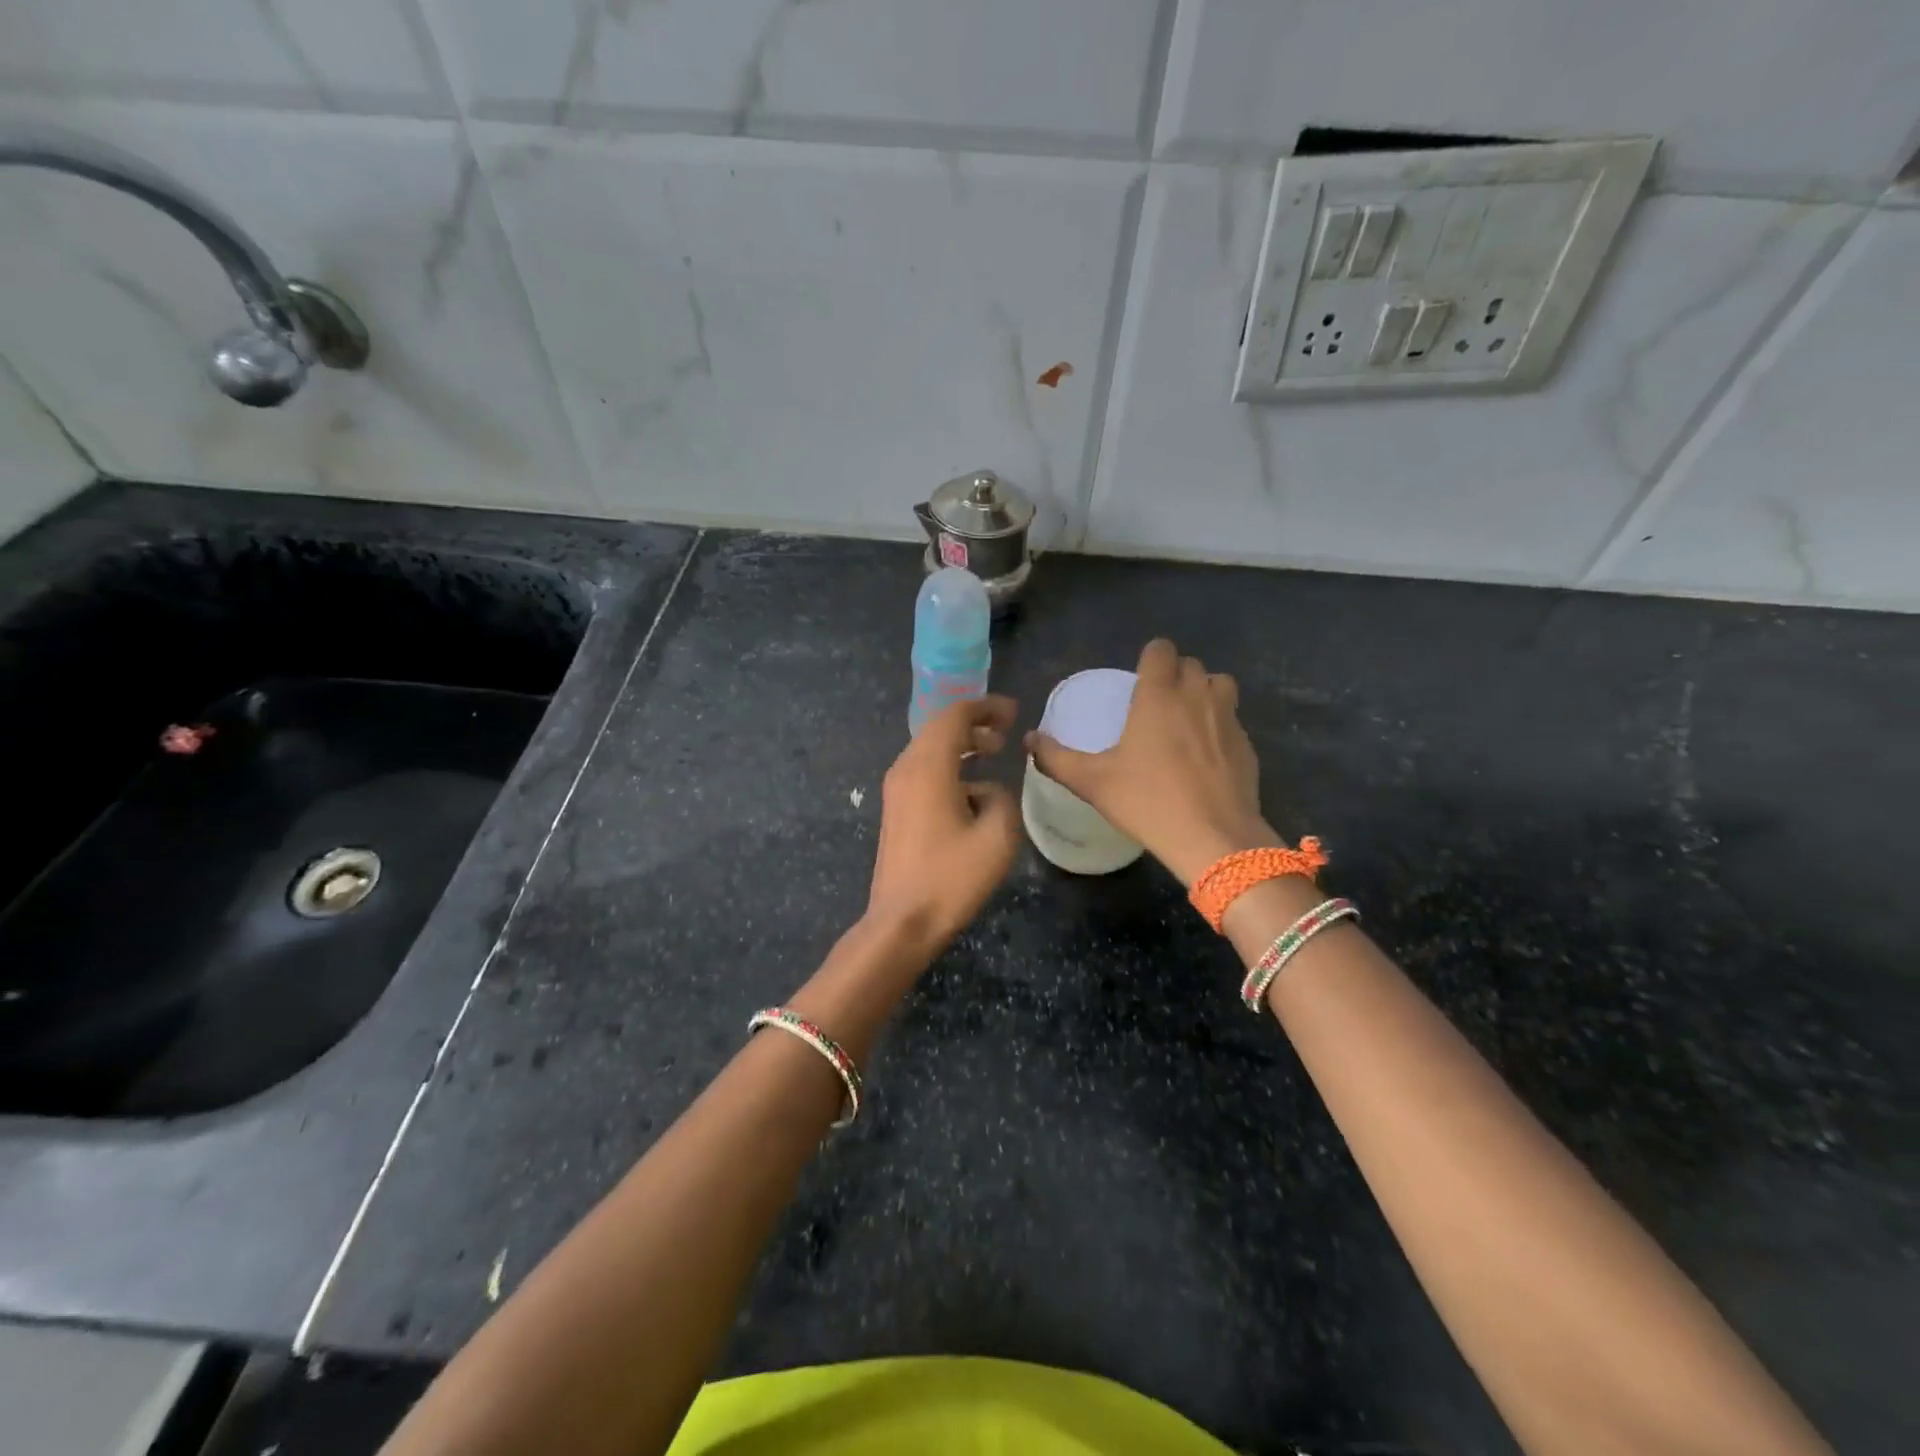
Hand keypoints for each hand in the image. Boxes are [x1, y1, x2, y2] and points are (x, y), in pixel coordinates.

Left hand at [866, 694, 1021, 954]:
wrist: (901, 922)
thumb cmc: (951, 878)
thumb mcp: (997, 836)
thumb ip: (1003, 798)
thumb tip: (989, 790)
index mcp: (928, 767)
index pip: (954, 716)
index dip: (986, 707)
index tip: (1014, 712)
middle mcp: (906, 769)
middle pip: (938, 728)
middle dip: (974, 723)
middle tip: (1005, 732)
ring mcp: (896, 790)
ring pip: (929, 750)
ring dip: (961, 745)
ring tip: (993, 753)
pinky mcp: (895, 810)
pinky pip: (923, 772)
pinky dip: (949, 766)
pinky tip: (973, 791)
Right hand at [1026, 639, 1275, 883]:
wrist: (1214, 837)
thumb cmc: (1148, 801)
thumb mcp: (1092, 782)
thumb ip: (1056, 758)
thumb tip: (1029, 739)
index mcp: (1159, 695)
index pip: (1161, 650)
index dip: (1150, 657)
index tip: (1139, 679)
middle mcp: (1197, 696)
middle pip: (1191, 664)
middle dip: (1174, 674)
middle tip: (1156, 703)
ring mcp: (1228, 719)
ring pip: (1220, 684)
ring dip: (1204, 691)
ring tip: (1187, 719)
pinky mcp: (1247, 745)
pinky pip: (1233, 719)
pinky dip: (1219, 725)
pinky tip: (1206, 755)